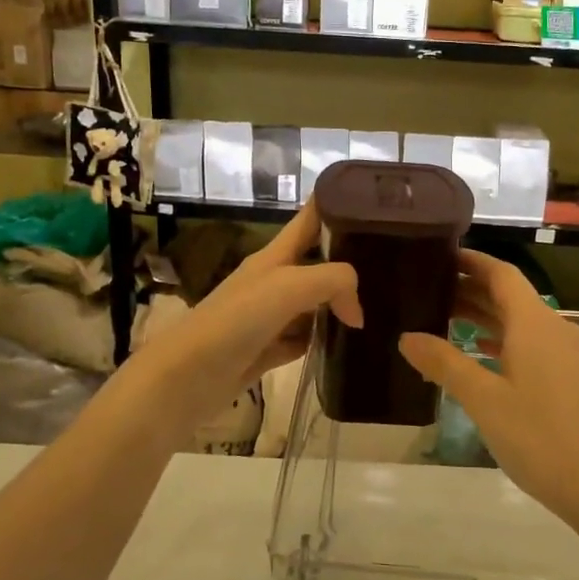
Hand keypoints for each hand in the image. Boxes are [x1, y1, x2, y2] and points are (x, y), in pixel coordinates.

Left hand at [131, 202, 361, 434]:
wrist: (188, 376)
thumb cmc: (237, 320)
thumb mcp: (290, 286)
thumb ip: (334, 282)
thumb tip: (356, 311)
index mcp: (275, 256)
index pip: (310, 218)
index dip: (337, 204)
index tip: (374, 203)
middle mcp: (273, 280)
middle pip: (317, 262)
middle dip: (349, 261)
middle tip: (390, 267)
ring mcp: (270, 317)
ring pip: (314, 303)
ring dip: (340, 304)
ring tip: (380, 307)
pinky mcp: (268, 350)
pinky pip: (304, 339)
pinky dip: (324, 340)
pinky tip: (347, 344)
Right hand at [399, 250, 578, 516]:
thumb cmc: (539, 436)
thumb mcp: (483, 400)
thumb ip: (444, 364)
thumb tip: (407, 337)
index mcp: (535, 324)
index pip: (501, 274)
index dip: (472, 262)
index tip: (440, 256)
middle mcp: (554, 329)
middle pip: (510, 297)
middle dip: (472, 290)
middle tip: (429, 291)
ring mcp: (567, 354)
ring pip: (521, 323)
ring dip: (485, 317)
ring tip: (444, 319)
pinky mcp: (571, 378)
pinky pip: (531, 345)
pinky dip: (503, 342)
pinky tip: (480, 354)